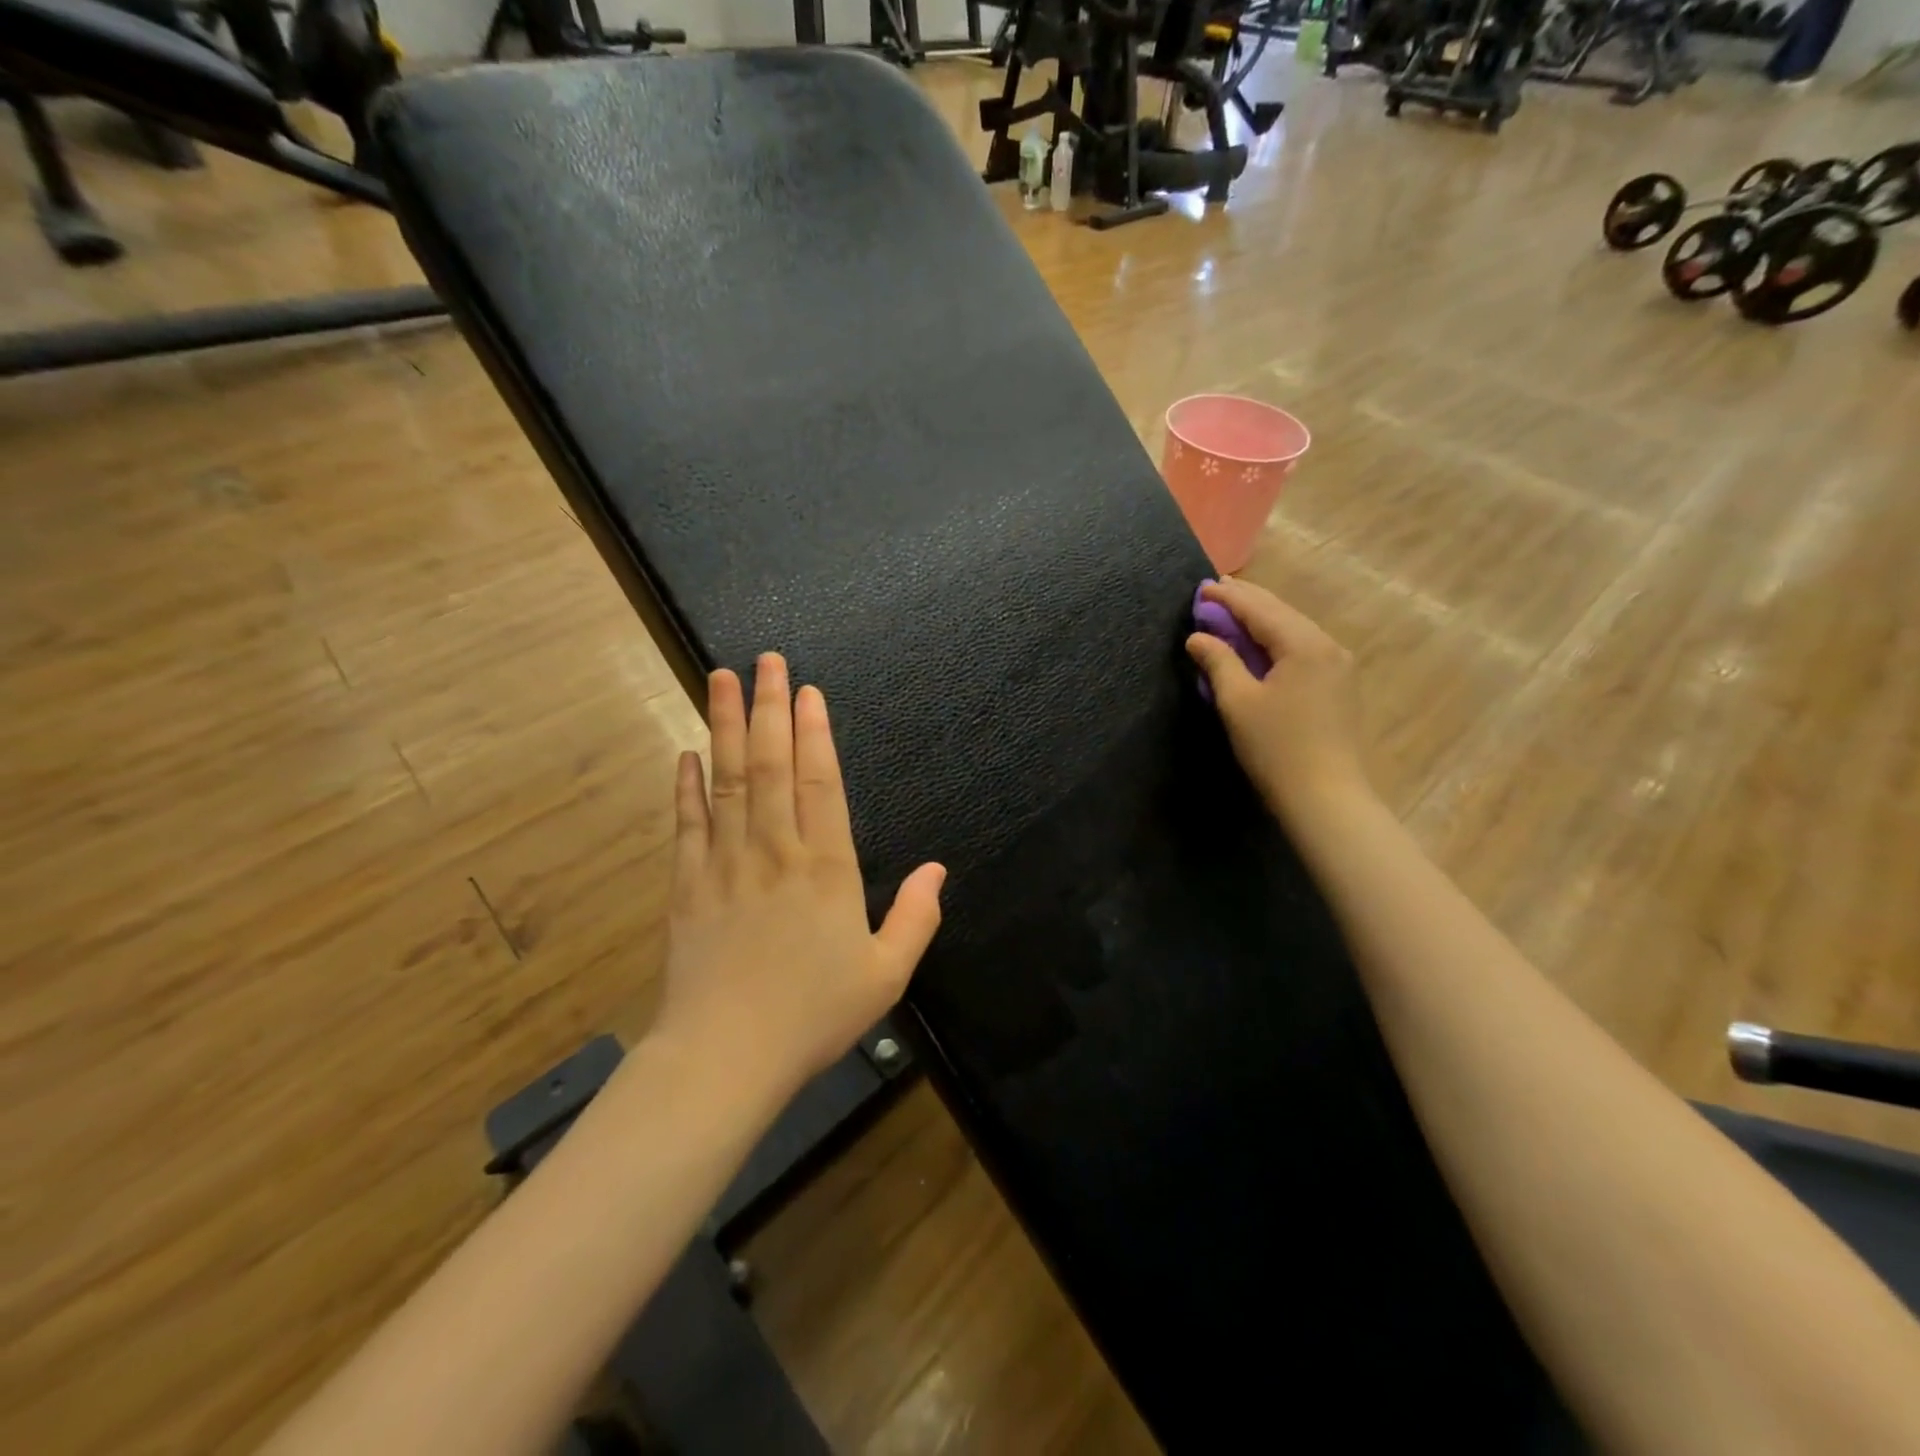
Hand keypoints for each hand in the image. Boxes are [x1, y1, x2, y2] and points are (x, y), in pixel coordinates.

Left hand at [651, 654, 945, 1099]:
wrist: (726, 1057)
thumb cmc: (813, 1015)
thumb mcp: (887, 975)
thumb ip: (916, 917)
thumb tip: (939, 868)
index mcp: (826, 868)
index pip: (820, 782)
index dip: (814, 733)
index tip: (806, 691)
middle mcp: (775, 850)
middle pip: (769, 764)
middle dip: (767, 708)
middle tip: (762, 660)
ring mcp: (725, 863)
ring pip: (726, 781)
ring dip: (723, 726)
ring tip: (718, 679)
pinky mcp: (687, 886)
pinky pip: (687, 824)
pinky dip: (686, 787)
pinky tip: (686, 755)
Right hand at [1185, 579, 1371, 824]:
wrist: (1326, 797)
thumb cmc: (1276, 748)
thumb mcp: (1238, 703)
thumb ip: (1218, 662)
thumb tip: (1198, 637)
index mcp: (1303, 644)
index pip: (1259, 608)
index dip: (1228, 597)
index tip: (1200, 586)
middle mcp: (1327, 645)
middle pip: (1281, 612)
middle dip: (1247, 602)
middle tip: (1215, 592)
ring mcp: (1338, 665)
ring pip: (1294, 629)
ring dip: (1262, 620)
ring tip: (1233, 613)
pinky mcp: (1338, 685)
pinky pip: (1302, 648)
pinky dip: (1276, 640)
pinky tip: (1260, 644)